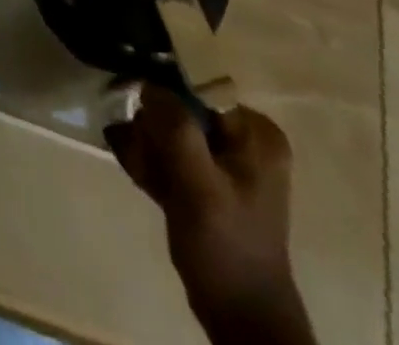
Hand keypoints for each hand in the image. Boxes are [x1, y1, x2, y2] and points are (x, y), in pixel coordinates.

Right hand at [110, 88, 313, 342]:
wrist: (240, 318)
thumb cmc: (227, 247)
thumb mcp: (200, 184)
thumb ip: (176, 128)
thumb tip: (149, 81)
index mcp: (255, 131)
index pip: (197, 88)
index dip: (164, 97)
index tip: (143, 121)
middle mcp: (243, 137)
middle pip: (179, 107)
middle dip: (154, 131)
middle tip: (147, 158)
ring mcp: (224, 159)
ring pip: (168, 129)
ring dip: (148, 148)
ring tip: (147, 175)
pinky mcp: (206, 179)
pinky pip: (168, 152)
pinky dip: (151, 163)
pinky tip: (144, 180)